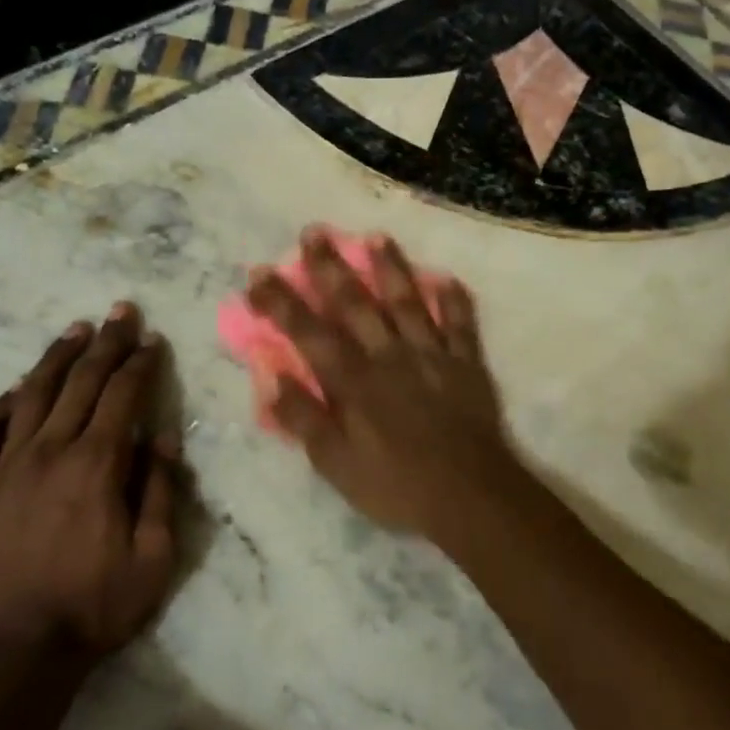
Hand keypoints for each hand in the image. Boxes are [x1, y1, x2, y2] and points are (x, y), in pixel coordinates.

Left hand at [0, 303, 183, 659]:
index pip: (123, 395)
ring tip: (75, 330)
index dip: (141, 363)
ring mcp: (5, 467)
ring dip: (57, 357)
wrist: (10, 655)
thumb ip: (160, 492)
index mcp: (96, 465)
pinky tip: (16, 389)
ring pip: (32, 394)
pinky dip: (3, 403)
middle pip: (81, 382)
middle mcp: (49, 451)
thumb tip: (163, 439)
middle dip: (106, 343)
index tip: (152, 339)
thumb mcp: (153, 558)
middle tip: (121, 311)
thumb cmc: (92, 608)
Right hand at [246, 227, 528, 548]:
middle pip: (355, 304)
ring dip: (390, 268)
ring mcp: (432, 356)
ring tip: (376, 236)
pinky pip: (460, 325)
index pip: (308, 333)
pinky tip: (446, 278)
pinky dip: (454, 300)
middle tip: (314, 232)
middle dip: (331, 268)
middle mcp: (389, 356)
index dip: (282, 302)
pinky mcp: (467, 365)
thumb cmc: (396, 486)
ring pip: (407, 302)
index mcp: (354, 381)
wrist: (470, 497)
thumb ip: (304, 419)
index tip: (259, 274)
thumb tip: (270, 377)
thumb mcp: (336, 465)